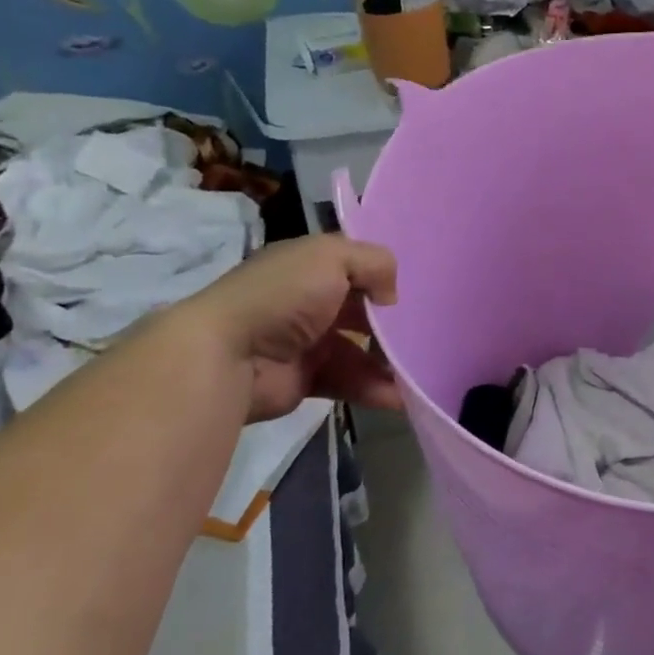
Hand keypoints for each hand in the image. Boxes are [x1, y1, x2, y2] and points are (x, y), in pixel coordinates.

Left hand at [182, 235, 402, 422]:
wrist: (227, 356)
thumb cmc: (282, 296)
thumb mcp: (332, 257)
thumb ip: (374, 263)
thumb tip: (390, 296)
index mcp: (307, 267)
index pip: (354, 266)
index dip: (382, 276)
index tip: (416, 291)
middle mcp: (307, 302)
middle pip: (361, 311)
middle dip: (391, 324)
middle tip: (427, 335)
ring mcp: (306, 343)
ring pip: (360, 351)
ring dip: (389, 362)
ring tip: (420, 374)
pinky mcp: (306, 380)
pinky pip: (349, 382)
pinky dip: (375, 390)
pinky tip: (401, 397)